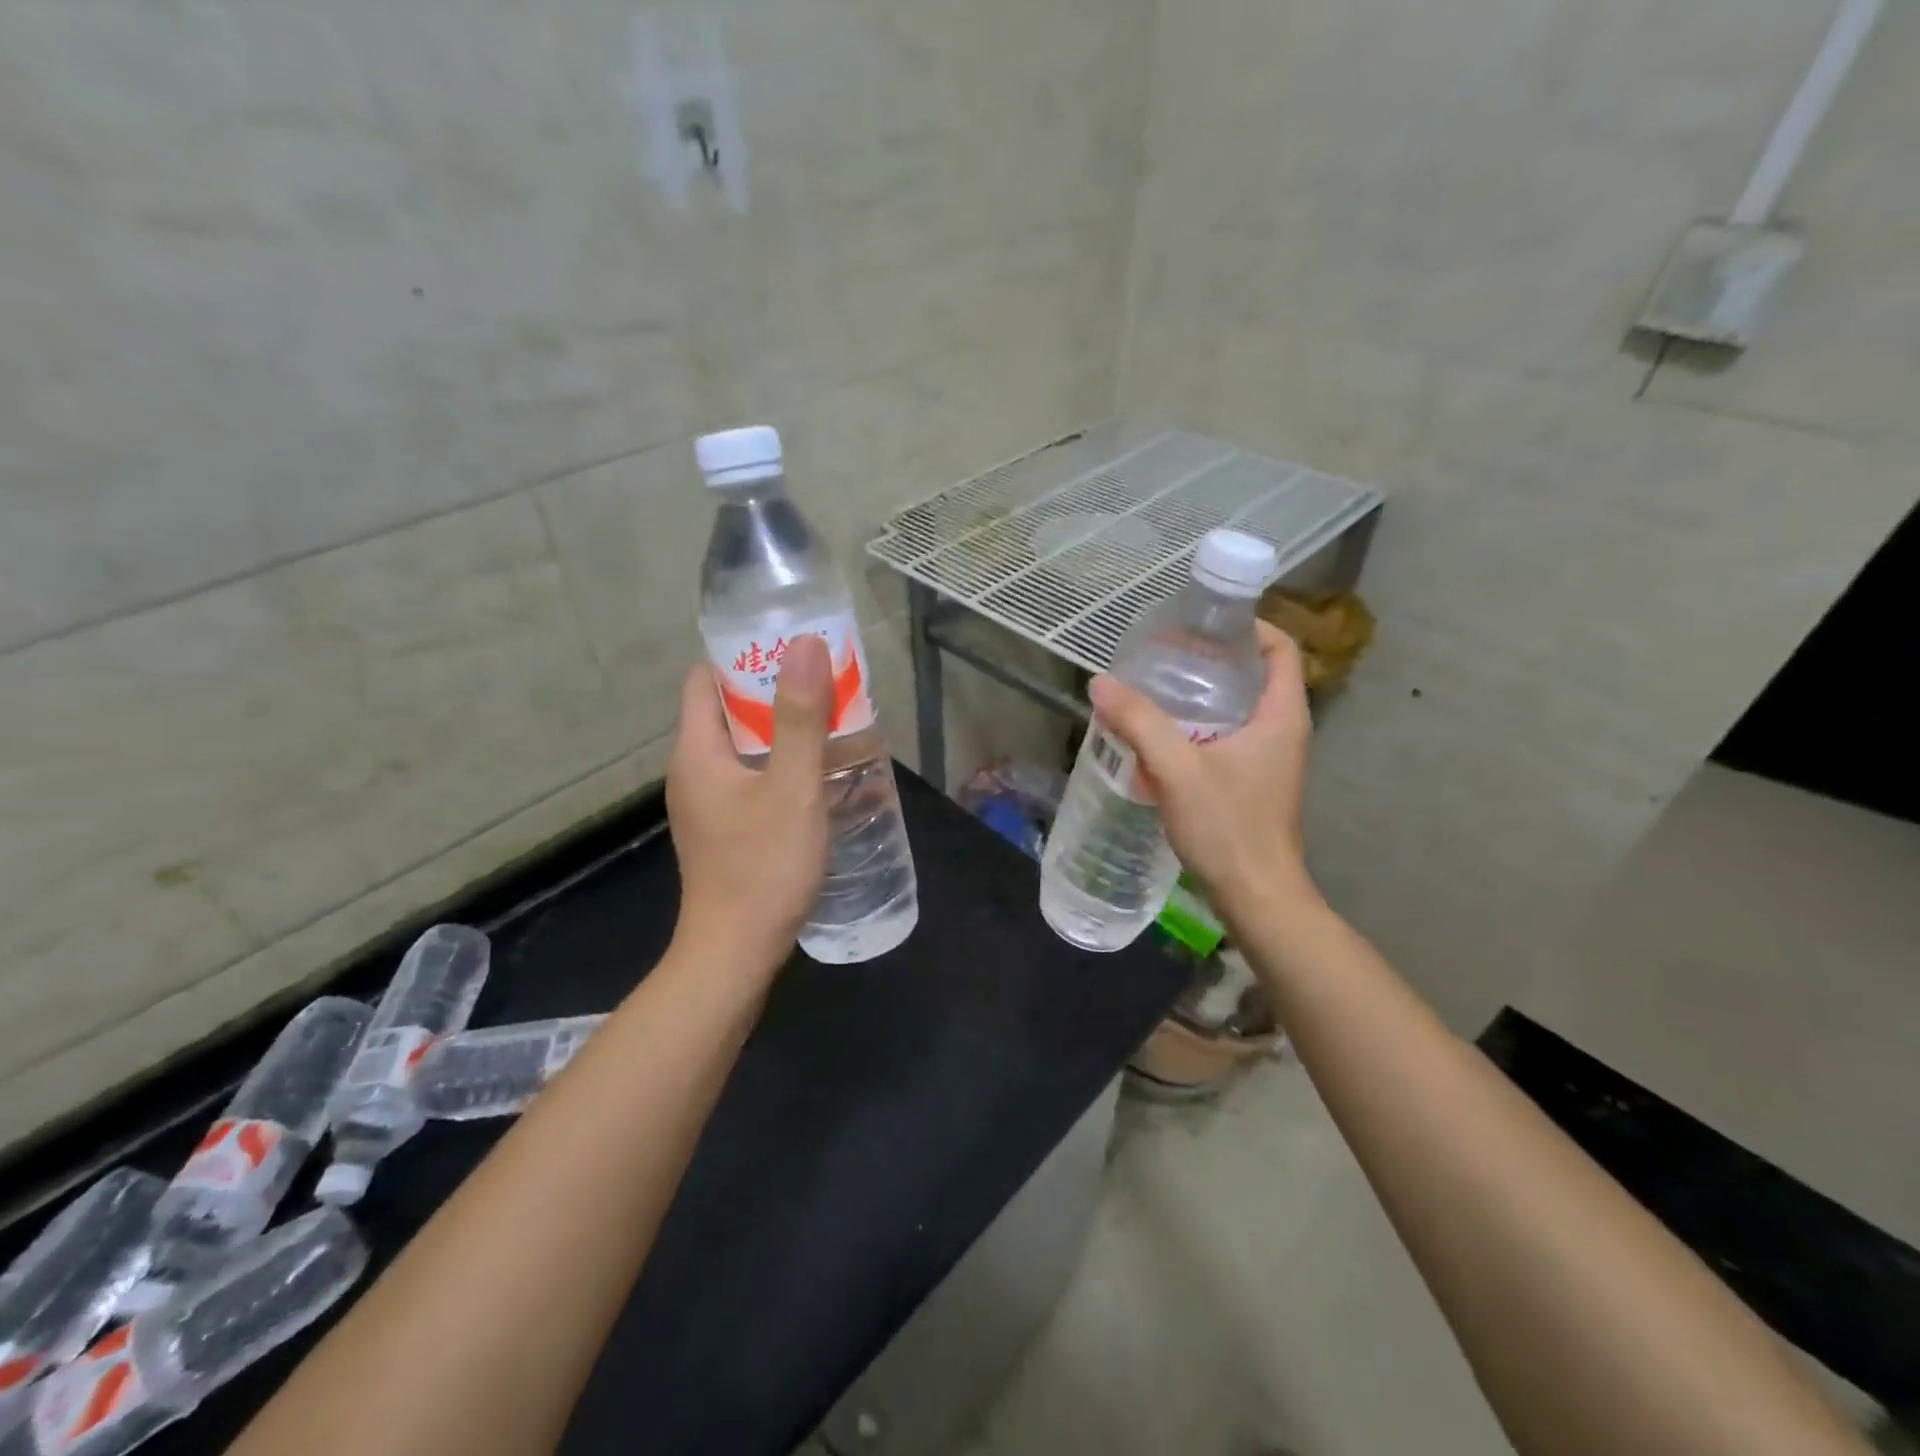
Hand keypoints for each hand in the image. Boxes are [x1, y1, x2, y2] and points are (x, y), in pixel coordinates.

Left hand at [666, 634, 831, 977]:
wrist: (736, 953)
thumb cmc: (763, 866)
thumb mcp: (791, 787)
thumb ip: (800, 717)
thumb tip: (805, 644)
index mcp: (696, 751)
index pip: (704, 679)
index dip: (744, 656)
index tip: (791, 647)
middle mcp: (693, 771)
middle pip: (727, 711)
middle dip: (773, 692)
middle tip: (824, 683)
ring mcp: (707, 804)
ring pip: (742, 747)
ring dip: (781, 730)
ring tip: (831, 722)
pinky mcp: (724, 829)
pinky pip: (750, 778)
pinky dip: (780, 765)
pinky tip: (818, 775)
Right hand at [1088, 621, 1318, 919]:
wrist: (1257, 896)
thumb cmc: (1228, 826)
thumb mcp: (1178, 769)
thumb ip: (1140, 722)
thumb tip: (1100, 682)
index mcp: (1282, 715)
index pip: (1280, 648)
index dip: (1248, 627)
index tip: (1203, 623)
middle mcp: (1284, 731)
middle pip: (1256, 676)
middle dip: (1213, 661)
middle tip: (1166, 656)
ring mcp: (1272, 760)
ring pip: (1239, 711)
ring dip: (1203, 698)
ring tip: (1157, 691)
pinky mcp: (1255, 784)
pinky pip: (1229, 740)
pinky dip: (1200, 730)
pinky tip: (1162, 740)